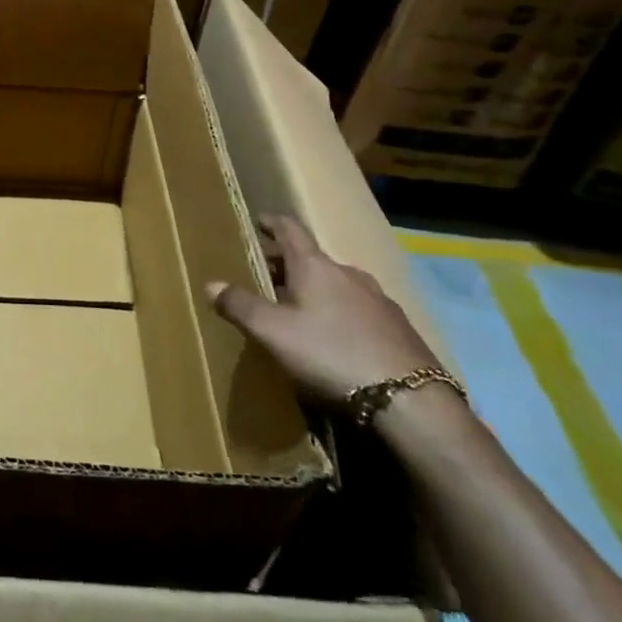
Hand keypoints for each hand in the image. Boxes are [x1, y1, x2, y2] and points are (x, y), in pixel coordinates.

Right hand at [206, 214, 438, 405]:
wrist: (410, 400)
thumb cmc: (330, 353)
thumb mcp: (272, 332)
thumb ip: (240, 306)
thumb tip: (210, 284)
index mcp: (315, 266)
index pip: (290, 229)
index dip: (271, 223)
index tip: (258, 221)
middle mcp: (347, 273)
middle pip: (311, 258)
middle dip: (286, 264)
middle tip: (265, 276)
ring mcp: (378, 300)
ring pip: (337, 284)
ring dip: (314, 289)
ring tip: (298, 309)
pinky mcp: (398, 328)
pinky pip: (358, 308)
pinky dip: (338, 312)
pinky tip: (334, 338)